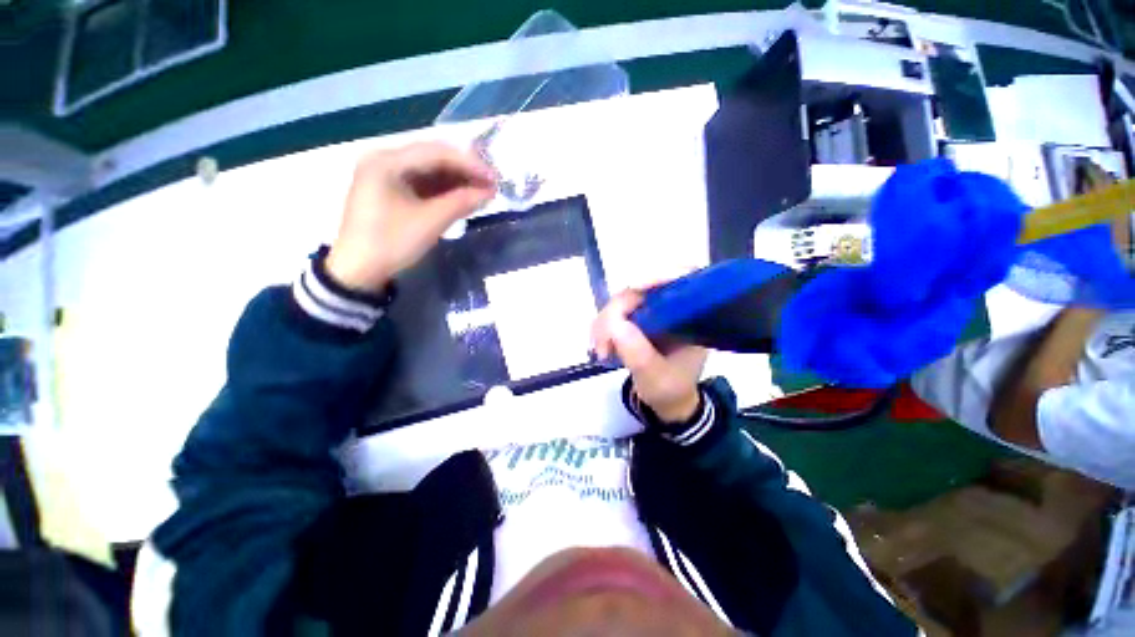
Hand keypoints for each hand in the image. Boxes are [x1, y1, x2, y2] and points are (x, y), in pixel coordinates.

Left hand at [326, 142, 496, 291]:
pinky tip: (462, 197)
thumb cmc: (392, 243)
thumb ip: (461, 202)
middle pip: (432, 157)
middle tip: (491, 185)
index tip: (494, 179)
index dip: (470, 164)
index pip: (436, 152)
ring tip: (482, 192)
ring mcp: (386, 174)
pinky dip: (444, 190)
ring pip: (429, 170)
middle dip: (464, 171)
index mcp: (387, 161)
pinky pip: (422, 183)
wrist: (359, 271)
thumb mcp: (430, 222)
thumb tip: (489, 192)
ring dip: (456, 181)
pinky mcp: (390, 190)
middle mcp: (385, 159)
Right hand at [592, 288, 707, 423]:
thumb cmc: (670, 389)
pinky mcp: (635, 319)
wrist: (666, 401)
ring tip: (600, 351)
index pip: (682, 281)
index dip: (660, 276)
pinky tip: (599, 346)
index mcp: (691, 317)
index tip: (636, 287)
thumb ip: (639, 355)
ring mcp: (651, 312)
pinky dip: (602, 327)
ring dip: (604, 322)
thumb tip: (616, 325)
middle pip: (641, 290)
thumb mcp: (657, 378)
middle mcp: (671, 308)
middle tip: (603, 341)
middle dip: (617, 311)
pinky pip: (613, 313)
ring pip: (622, 300)